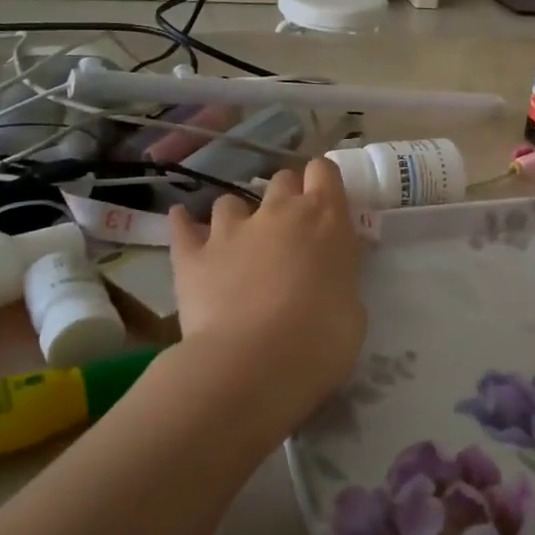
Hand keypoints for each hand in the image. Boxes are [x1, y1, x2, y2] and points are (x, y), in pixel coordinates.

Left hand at [166, 159, 367, 428]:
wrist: (256, 364)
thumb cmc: (323, 339)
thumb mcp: (352, 305)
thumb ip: (338, 277)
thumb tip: (326, 280)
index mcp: (326, 218)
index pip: (324, 170)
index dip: (323, 183)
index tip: (326, 203)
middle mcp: (279, 211)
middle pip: (282, 180)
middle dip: (286, 198)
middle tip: (289, 231)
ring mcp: (231, 229)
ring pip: (231, 201)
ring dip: (238, 216)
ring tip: (238, 243)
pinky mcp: (191, 254)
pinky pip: (182, 226)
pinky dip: (184, 225)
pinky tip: (183, 225)